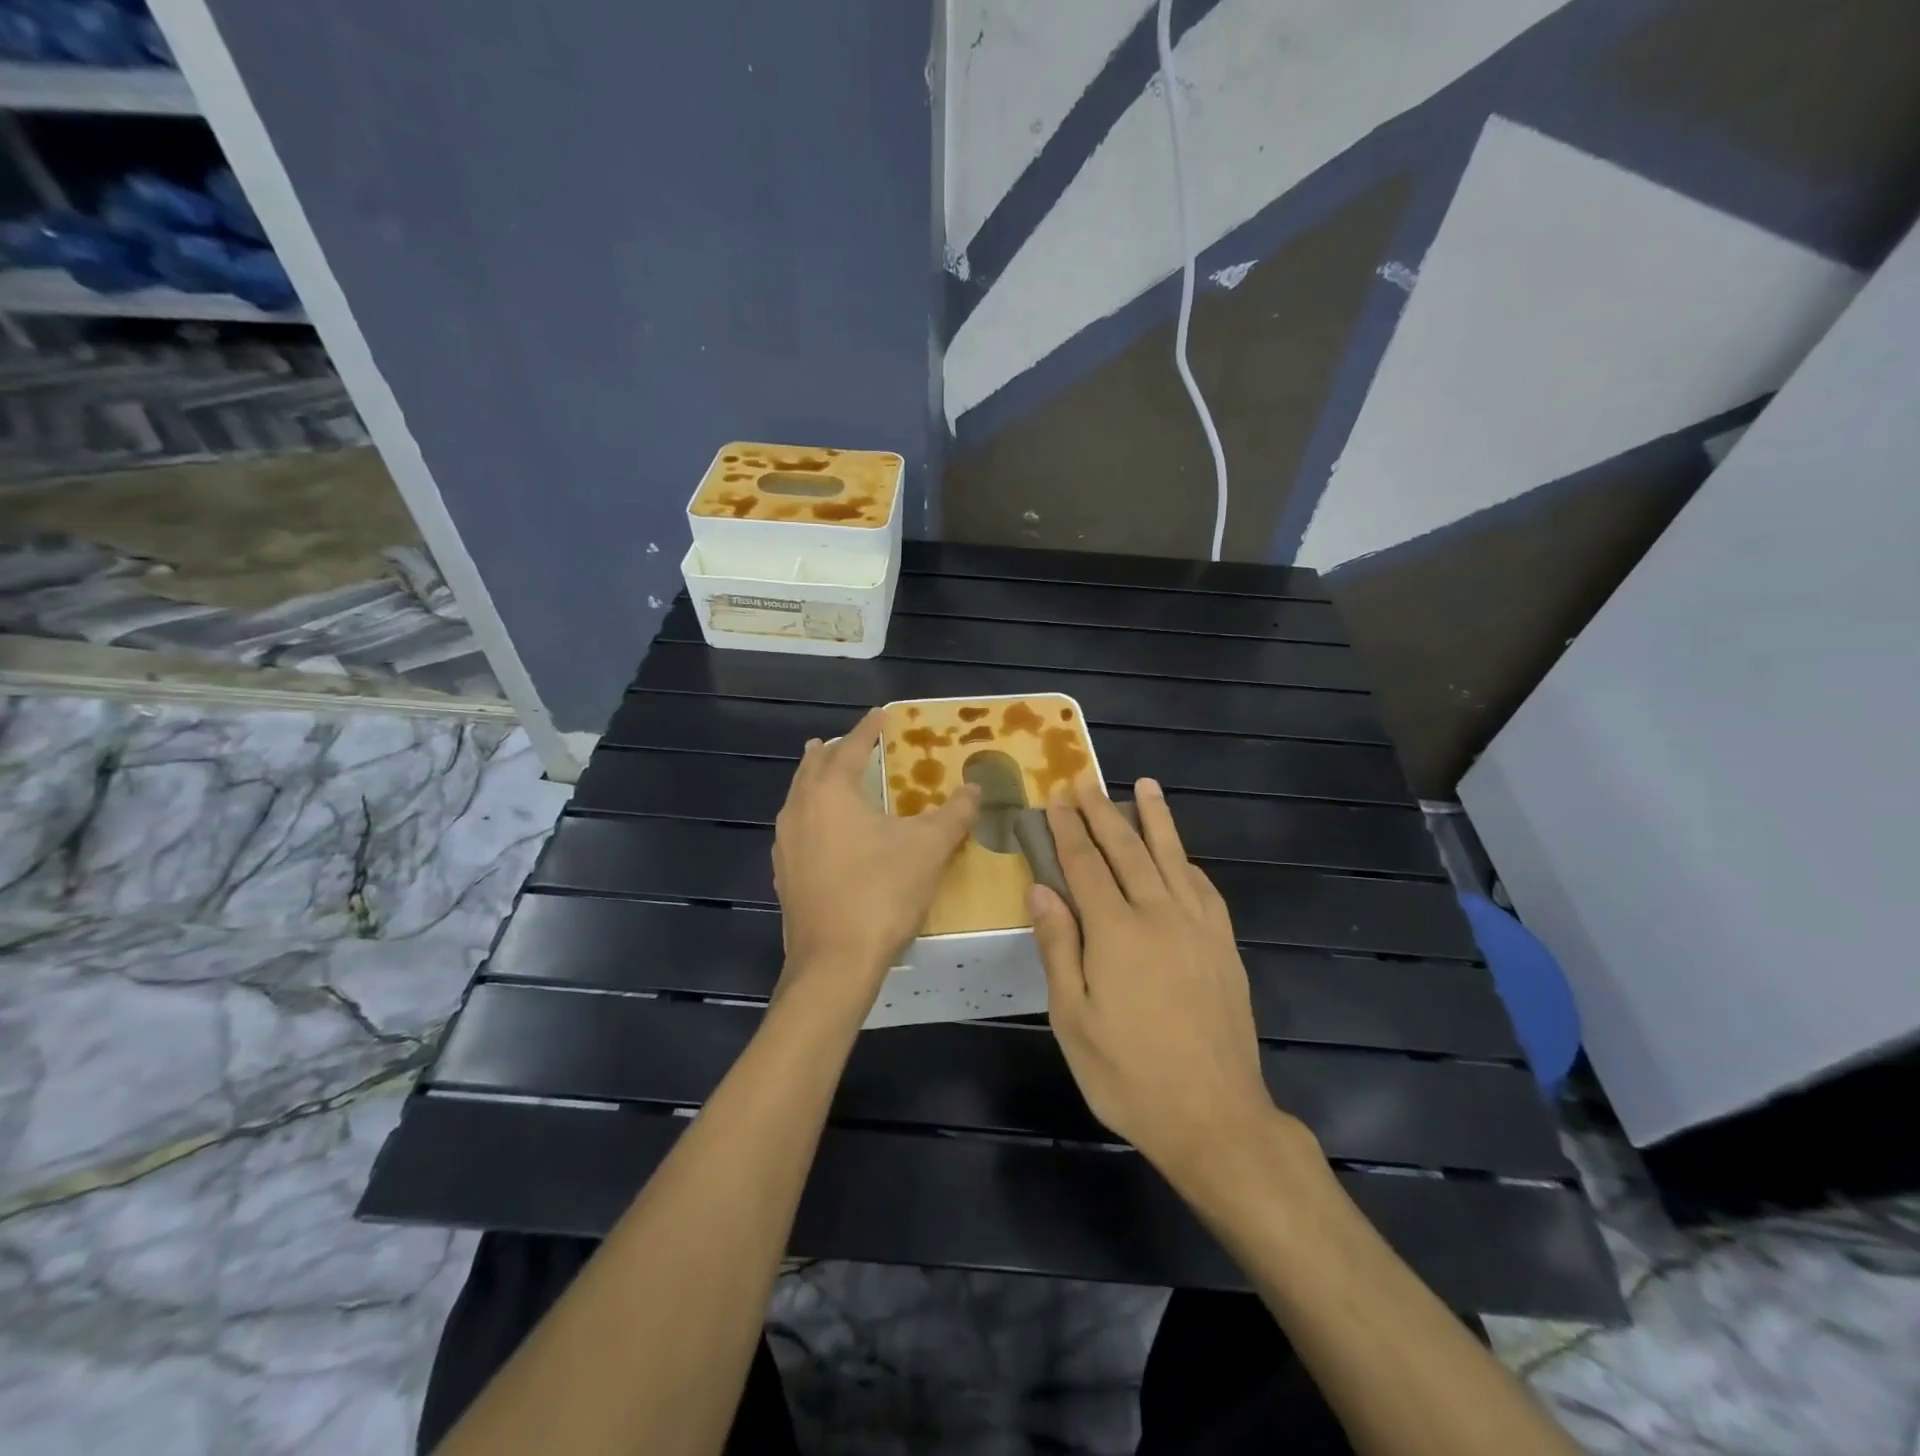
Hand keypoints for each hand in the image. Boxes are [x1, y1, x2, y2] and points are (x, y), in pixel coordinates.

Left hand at [772, 708, 979, 1006]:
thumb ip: (954, 813)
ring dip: (816, 781)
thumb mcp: (929, 848)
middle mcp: (800, 810)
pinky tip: (825, 833)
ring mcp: (786, 845)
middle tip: (849, 742)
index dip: (868, 729)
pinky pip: (797, 829)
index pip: (850, 748)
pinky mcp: (784, 875)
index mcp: (831, 792)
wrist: (834, 963)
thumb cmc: (882, 893)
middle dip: (832, 751)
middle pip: (813, 768)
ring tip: (829, 776)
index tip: (880, 714)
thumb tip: (975, 787)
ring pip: (799, 798)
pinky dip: (812, 815)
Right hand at [1031, 778, 1317, 1181]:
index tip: (1056, 796)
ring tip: (1144, 785)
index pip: (1086, 864)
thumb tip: (1041, 889)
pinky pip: (1205, 888)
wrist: (1215, 1118)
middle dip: (1103, 811)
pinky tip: (1181, 854)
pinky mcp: (1224, 946)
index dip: (1069, 828)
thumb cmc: (1129, 1075)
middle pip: (1128, 850)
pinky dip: (1188, 862)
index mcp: (1116, 933)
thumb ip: (1058, 948)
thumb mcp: (1074, 1020)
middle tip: (1086, 779)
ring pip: (1172, 858)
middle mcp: (1160, 915)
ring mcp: (1199, 928)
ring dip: (1155, 819)